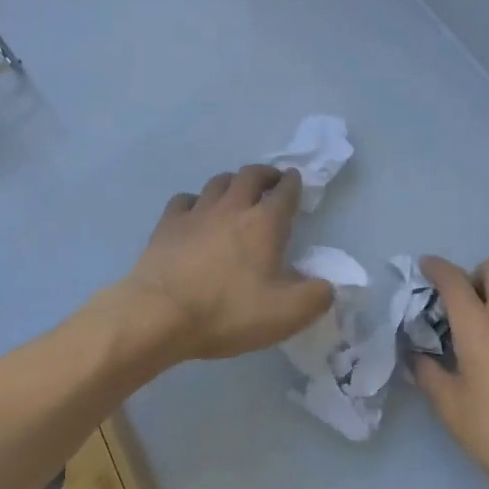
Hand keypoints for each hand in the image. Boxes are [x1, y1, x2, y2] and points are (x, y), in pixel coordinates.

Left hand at [119, 165, 332, 362]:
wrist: (161, 313)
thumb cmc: (228, 312)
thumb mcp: (286, 314)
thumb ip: (316, 297)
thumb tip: (327, 285)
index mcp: (264, 224)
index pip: (285, 192)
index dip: (293, 183)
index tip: (296, 180)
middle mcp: (232, 207)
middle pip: (250, 175)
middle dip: (265, 174)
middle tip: (271, 181)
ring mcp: (196, 212)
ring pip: (218, 182)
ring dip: (232, 182)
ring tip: (237, 192)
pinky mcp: (168, 223)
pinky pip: (185, 199)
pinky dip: (196, 201)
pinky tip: (196, 212)